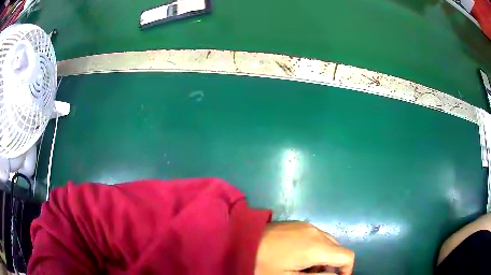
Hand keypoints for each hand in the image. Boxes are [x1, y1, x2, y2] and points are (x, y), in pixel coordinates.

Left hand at [255, 221, 353, 274]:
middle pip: (338, 248)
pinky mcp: (298, 223)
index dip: (347, 269)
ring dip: (324, 256)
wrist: (240, 240)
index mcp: (316, 247)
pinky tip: (298, 255)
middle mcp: (316, 232)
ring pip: (328, 242)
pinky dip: (316, 247)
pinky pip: (316, 236)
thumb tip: (334, 274)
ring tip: (304, 268)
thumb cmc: (263, 264)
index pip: (347, 256)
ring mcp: (307, 225)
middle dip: (333, 264)